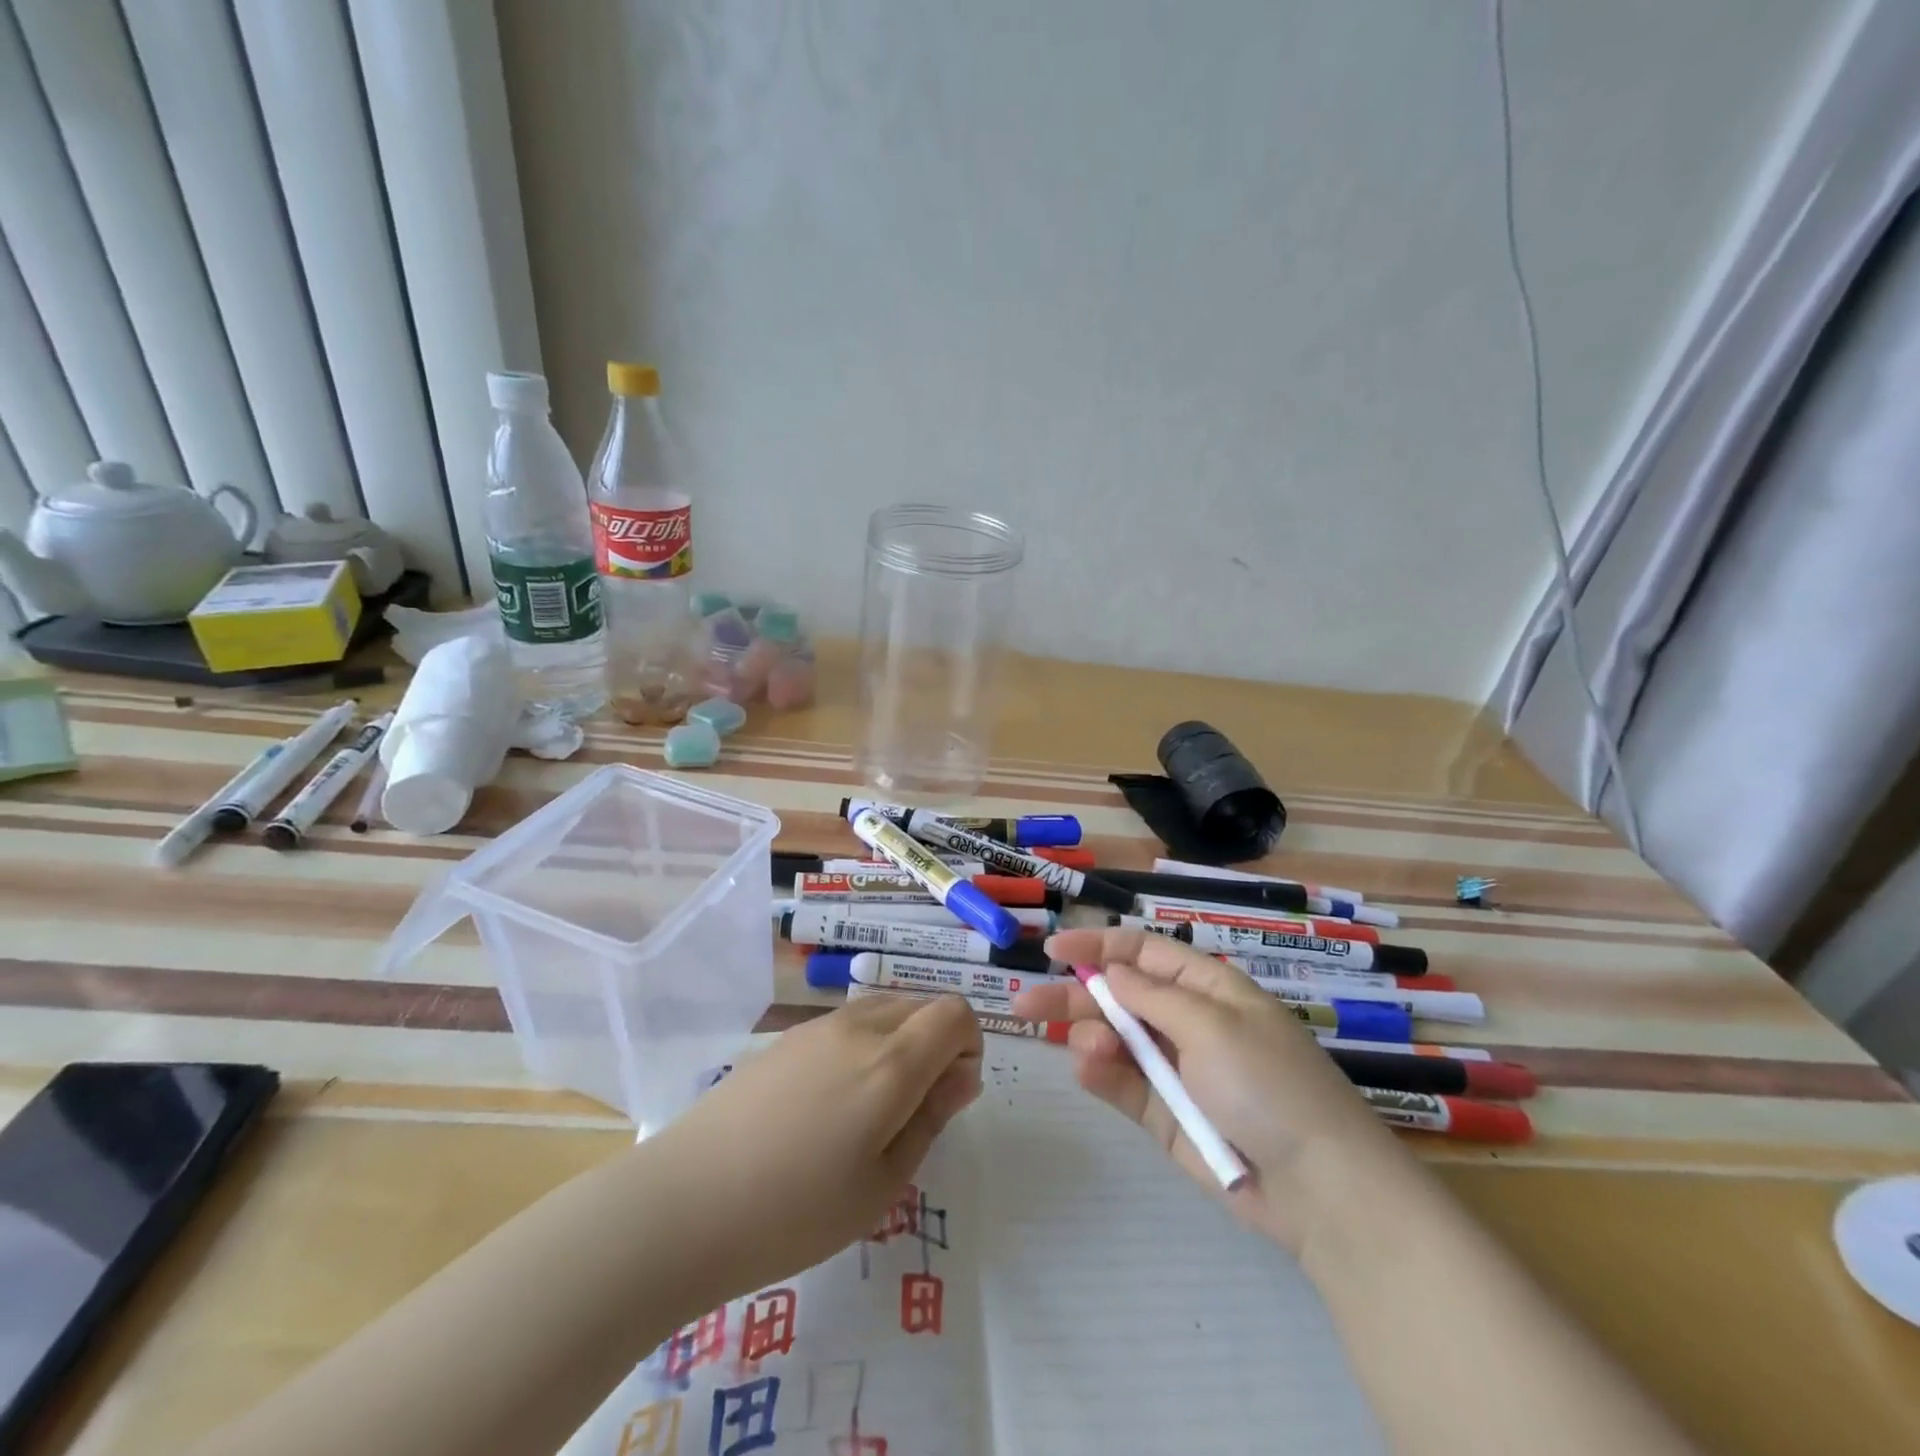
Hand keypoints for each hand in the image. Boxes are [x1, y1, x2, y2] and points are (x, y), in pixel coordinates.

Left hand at [643, 992, 982, 1306]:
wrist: (685, 1203)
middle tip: (915, 1110)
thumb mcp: (882, 1184)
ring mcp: (817, 1027)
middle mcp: (859, 1027)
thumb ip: (930, 1118)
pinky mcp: (786, 1037)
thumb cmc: (795, 1211)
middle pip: (922, 1005)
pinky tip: (829, 1103)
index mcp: (891, 1062)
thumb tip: (961, 1075)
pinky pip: (846, 1023)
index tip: (952, 1095)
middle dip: (937, 1044)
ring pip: (883, 1008)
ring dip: (900, 1041)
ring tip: (872, 1108)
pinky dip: (863, 1044)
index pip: (955, 1013)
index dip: (969, 1046)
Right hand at [1012, 927, 1409, 1254]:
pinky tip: (1086, 1067)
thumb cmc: (1268, 1085)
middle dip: (1074, 994)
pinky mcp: (1165, 1114)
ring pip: (1115, 1040)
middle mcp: (1187, 1022)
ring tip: (1085, 1046)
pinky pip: (1123, 1085)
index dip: (1098, 946)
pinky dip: (1101, 1074)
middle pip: (1120, 995)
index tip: (1052, 949)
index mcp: (1208, 988)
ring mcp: (1175, 1070)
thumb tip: (1112, 970)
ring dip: (1091, 1036)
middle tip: (1024, 1002)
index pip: (1144, 953)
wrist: (1319, 1190)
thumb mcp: (1213, 1025)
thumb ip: (1153, 996)